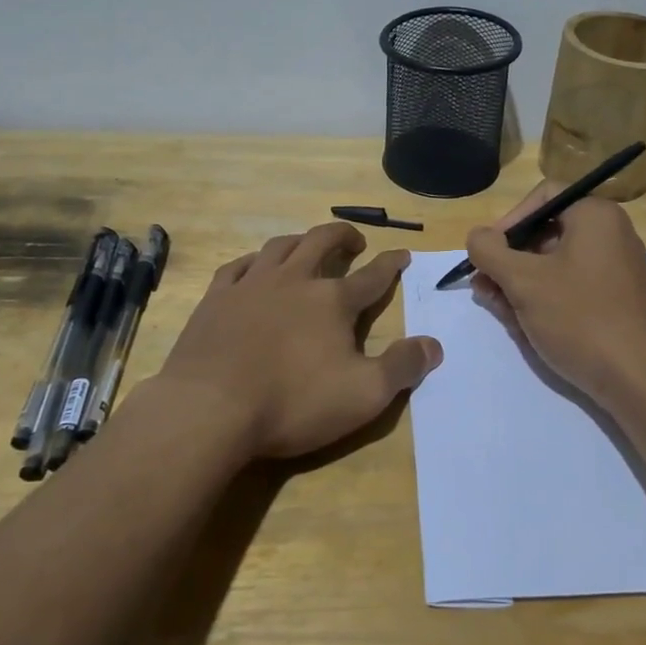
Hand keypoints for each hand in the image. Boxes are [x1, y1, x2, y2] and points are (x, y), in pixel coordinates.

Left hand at [156, 222, 442, 459]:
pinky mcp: (215, 299)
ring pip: (280, 246)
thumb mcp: (364, 395)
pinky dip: (252, 261)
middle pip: (322, 242)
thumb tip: (435, 344)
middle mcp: (294, 280)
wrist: (209, 408)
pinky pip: (236, 266)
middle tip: (355, 240)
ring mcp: (251, 285)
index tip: (403, 253)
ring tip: (307, 245)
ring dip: (300, 240)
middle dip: (343, 236)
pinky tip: (253, 267)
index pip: (372, 276)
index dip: (391, 264)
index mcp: (333, 301)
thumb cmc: (293, 402)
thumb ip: (402, 367)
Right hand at [466, 182, 645, 405]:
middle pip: (545, 234)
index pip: (541, 197)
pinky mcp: (619, 302)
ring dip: (521, 286)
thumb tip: (477, 236)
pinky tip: (527, 327)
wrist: (640, 381)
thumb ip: (490, 251)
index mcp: (596, 216)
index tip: (486, 255)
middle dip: (509, 262)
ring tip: (501, 313)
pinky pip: (573, 289)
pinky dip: (546, 301)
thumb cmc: (580, 318)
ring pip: (555, 266)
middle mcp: (612, 235)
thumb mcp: (523, 281)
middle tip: (484, 290)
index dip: (506, 222)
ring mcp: (618, 270)